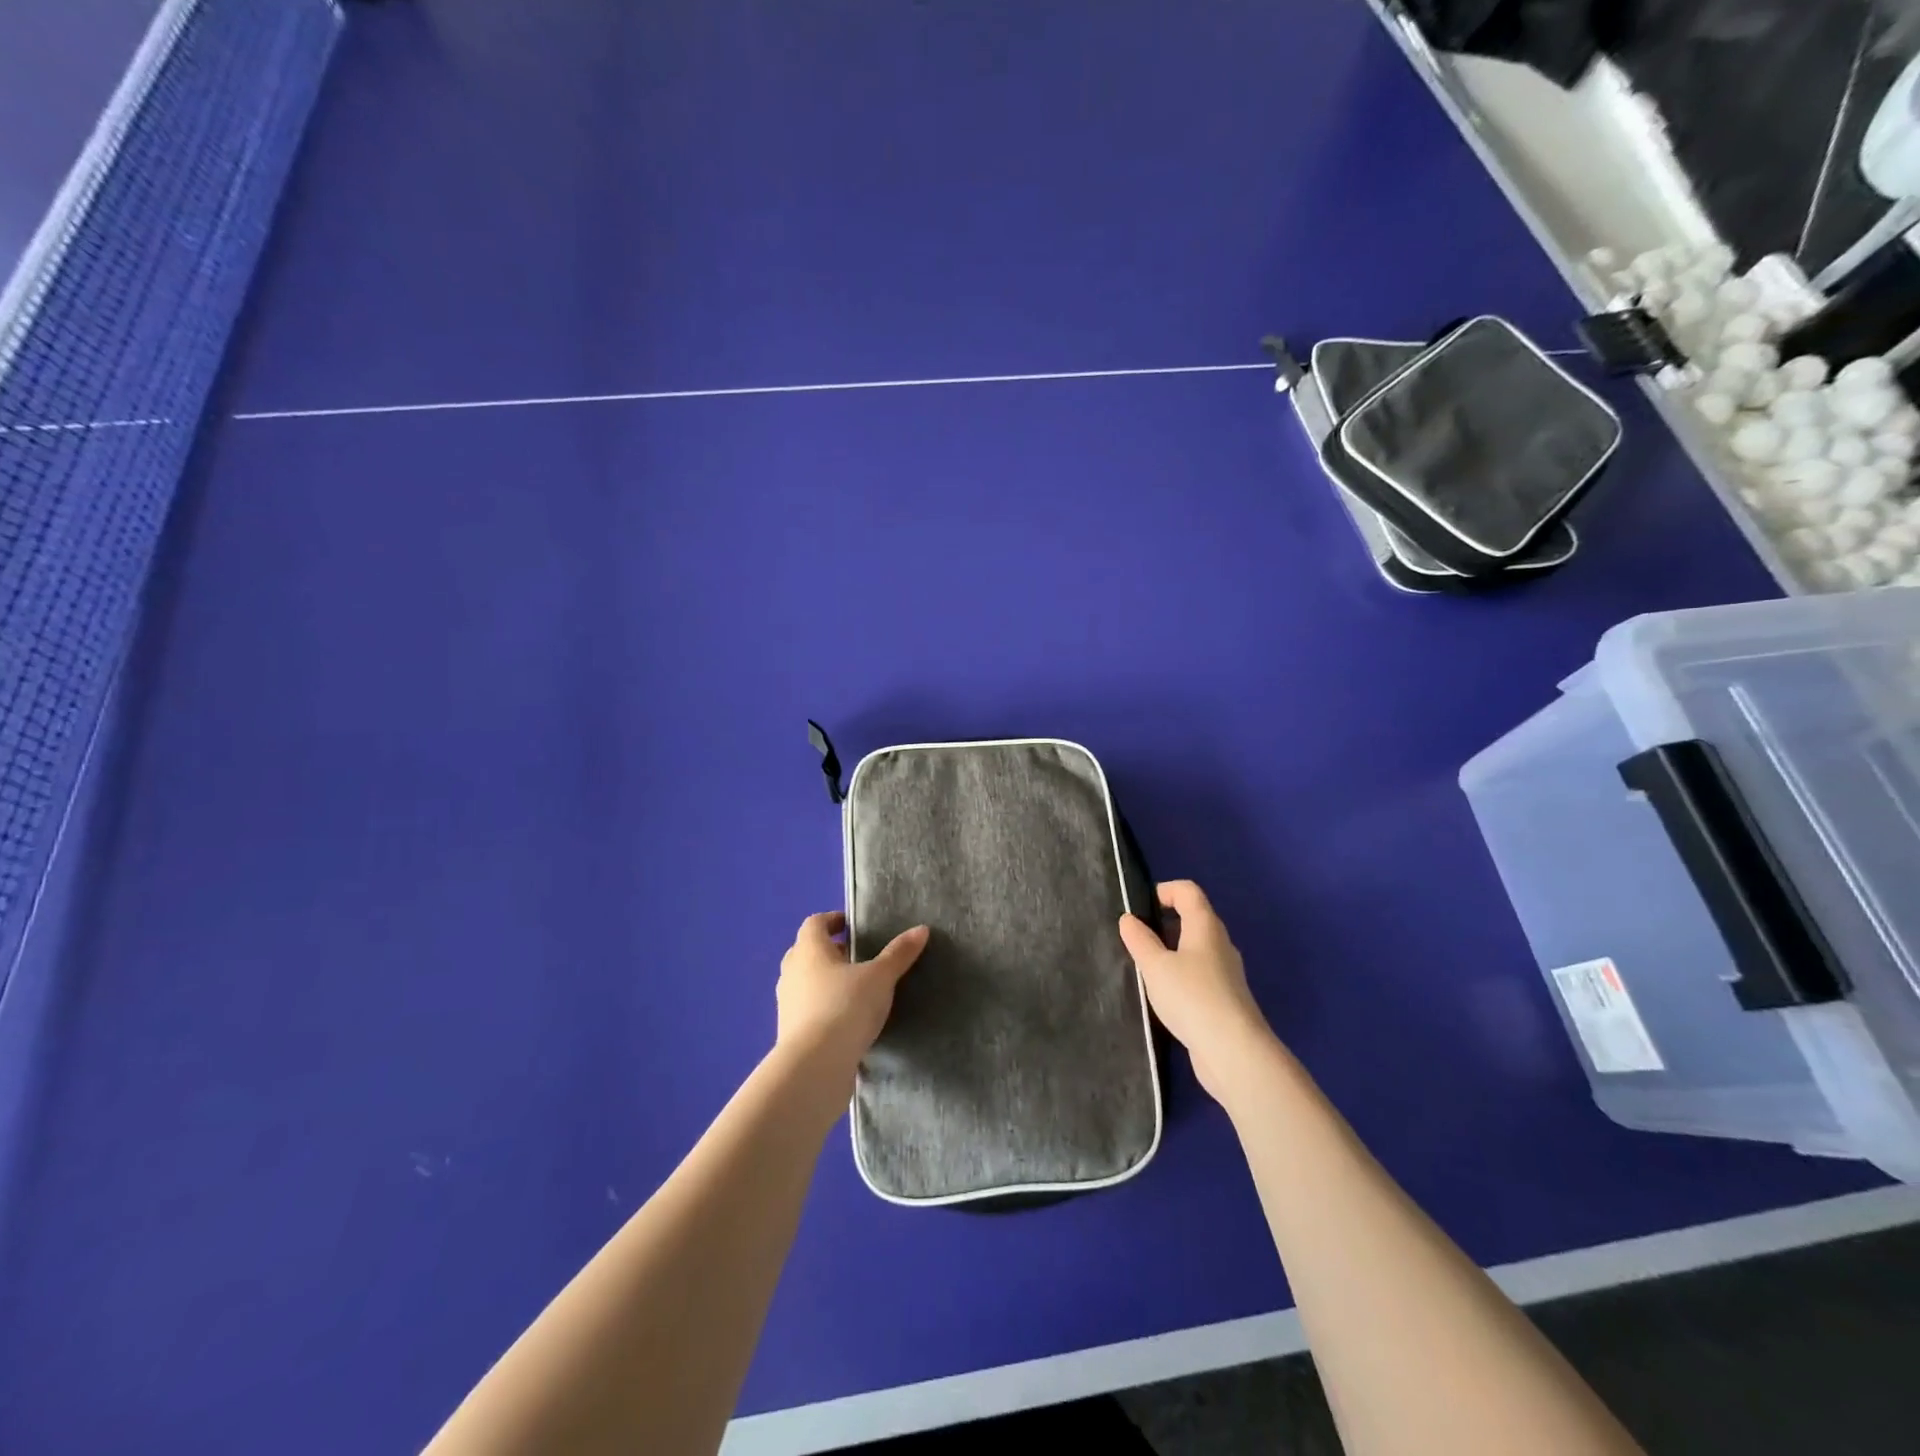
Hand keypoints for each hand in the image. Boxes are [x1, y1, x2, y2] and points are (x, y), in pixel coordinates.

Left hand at [776, 913, 928, 1082]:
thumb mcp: (880, 977)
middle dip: (830, 951)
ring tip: (855, 988)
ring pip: (805, 980)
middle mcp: (792, 970)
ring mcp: (787, 1002)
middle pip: (807, 950)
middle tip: (857, 956)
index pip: (815, 923)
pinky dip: (823, 1006)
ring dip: (825, 980)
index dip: (832, 920)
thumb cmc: (845, 1006)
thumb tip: (921, 929)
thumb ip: (899, 953)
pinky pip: (807, 1008)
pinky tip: (846, 1018)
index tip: (852, 925)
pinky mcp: (789, 1030)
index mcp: (809, 949)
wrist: (815, 1065)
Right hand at [1119, 881, 1274, 1103]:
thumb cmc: (1192, 997)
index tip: (1139, 908)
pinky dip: (1180, 975)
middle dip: (1163, 922)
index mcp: (1205, 926)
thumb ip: (1139, 940)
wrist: (1234, 1052)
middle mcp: (1220, 944)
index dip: (1163, 890)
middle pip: (1193, 918)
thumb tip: (1128, 919)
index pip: (1188, 891)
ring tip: (1145, 968)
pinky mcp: (1226, 999)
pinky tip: (1164, 996)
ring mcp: (1226, 973)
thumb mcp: (1155, 966)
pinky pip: (1199, 974)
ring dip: (1171, 952)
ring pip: (1196, 949)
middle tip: (1136, 939)